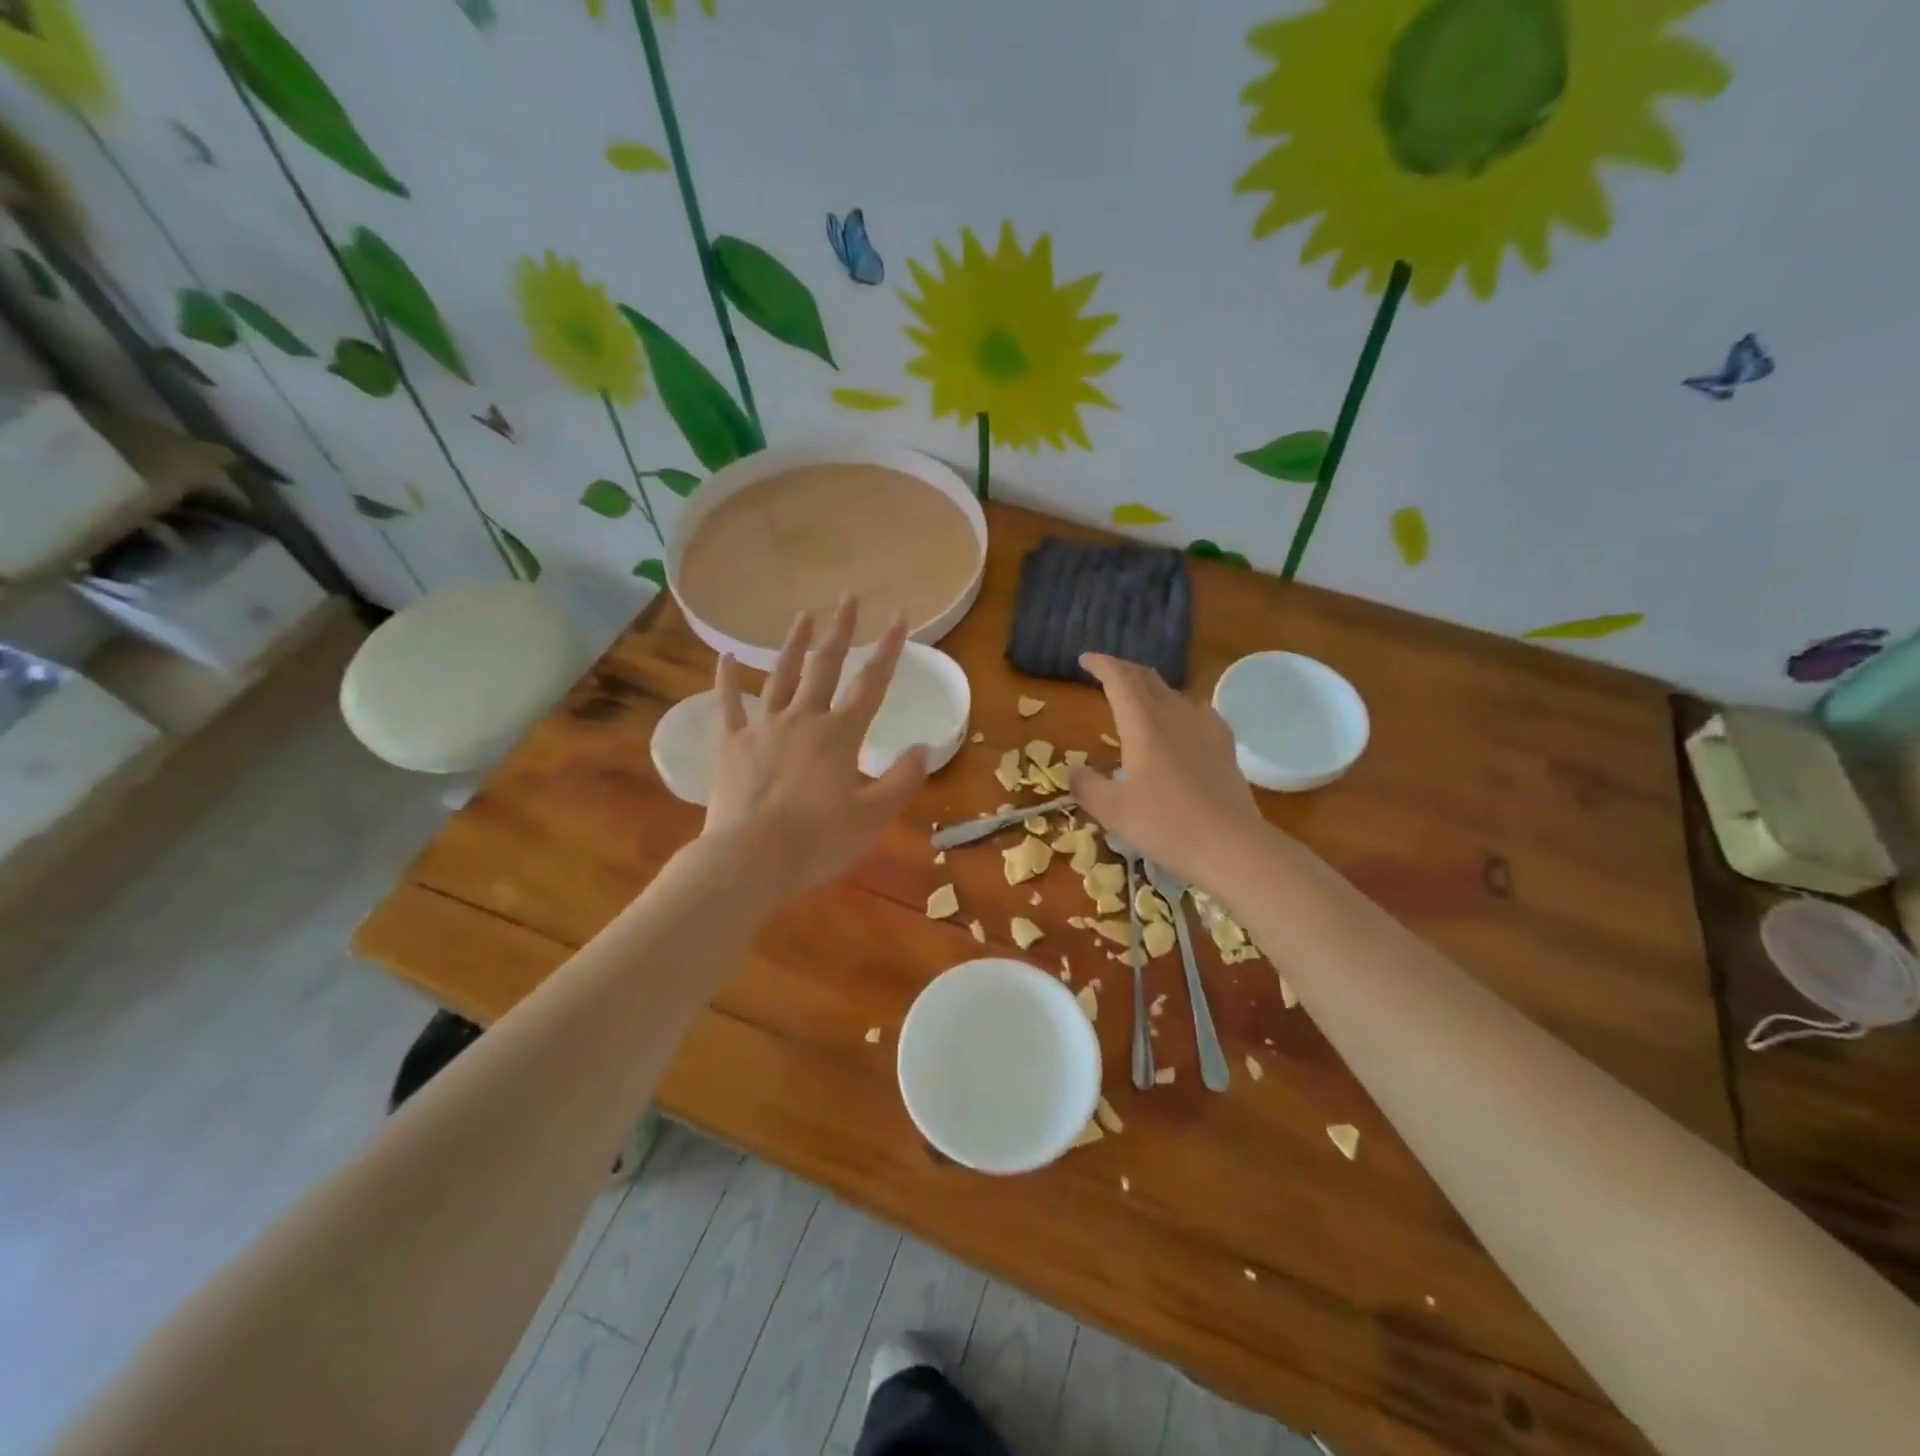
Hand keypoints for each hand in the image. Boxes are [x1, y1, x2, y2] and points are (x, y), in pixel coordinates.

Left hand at [703, 597, 927, 900]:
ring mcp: (763, 729)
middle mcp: (803, 720)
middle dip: (840, 631)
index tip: (900, 617)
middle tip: (847, 598)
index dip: (889, 650)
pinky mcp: (731, 745)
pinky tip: (725, 657)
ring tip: (803, 616)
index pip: (872, 684)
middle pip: (825, 668)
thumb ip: (902, 780)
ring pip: (781, 677)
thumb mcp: (873, 816)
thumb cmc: (818, 841)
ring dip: (793, 645)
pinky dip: (727, 680)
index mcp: (840, 736)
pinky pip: (728, 705)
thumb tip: (922, 748)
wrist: (751, 860)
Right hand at [1066, 653, 1271, 887]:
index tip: (1085, 659)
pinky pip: (1197, 711)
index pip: (1120, 679)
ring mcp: (1204, 726)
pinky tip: (1181, 721)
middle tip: (1106, 675)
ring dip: (1150, 688)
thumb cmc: (1165, 824)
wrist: (1231, 844)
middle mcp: (1174, 714)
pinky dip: (1178, 707)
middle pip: (1147, 679)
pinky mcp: (1224, 744)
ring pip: (1172, 692)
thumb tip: (1074, 771)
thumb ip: (1087, 786)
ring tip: (1137, 699)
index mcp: (1142, 724)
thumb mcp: (1112, 811)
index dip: (1102, 664)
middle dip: (1123, 671)